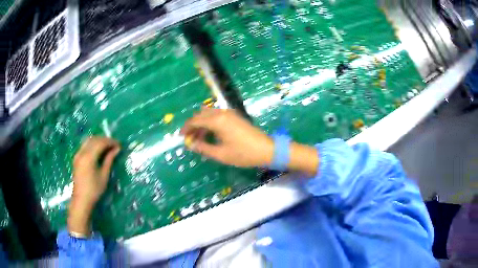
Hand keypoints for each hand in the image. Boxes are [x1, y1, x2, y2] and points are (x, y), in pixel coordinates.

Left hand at [68, 136, 119, 235]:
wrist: (81, 199)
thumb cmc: (94, 190)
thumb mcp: (104, 175)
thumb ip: (109, 160)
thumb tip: (117, 149)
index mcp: (89, 157)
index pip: (101, 143)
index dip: (111, 142)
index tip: (119, 145)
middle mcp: (82, 152)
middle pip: (94, 139)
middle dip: (105, 140)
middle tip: (114, 145)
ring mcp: (78, 154)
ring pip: (89, 140)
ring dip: (98, 140)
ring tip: (107, 146)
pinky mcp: (76, 157)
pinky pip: (85, 145)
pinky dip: (92, 144)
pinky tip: (98, 150)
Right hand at [181, 108, 273, 166]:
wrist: (266, 149)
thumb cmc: (243, 154)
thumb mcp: (221, 154)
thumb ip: (203, 148)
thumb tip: (191, 144)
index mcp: (217, 121)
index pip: (195, 120)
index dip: (186, 128)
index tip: (181, 136)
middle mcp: (222, 113)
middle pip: (201, 115)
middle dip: (193, 125)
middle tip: (190, 139)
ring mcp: (229, 113)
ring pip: (209, 114)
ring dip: (201, 124)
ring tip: (198, 138)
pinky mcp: (235, 116)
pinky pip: (217, 116)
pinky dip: (210, 123)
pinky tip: (210, 134)